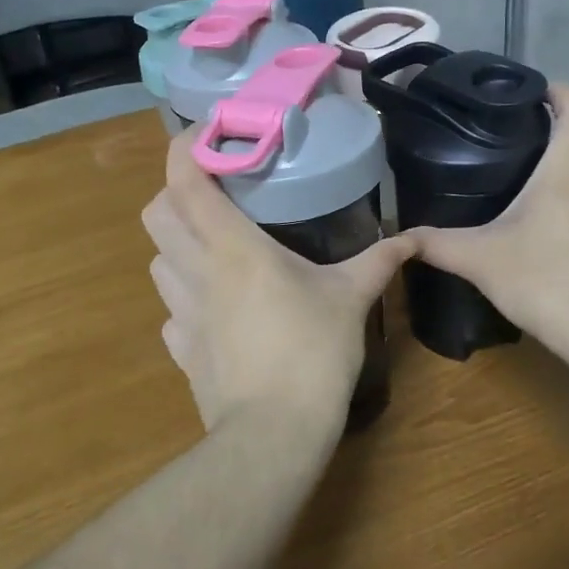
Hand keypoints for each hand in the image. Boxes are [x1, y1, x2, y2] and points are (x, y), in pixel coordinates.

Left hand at [143, 129, 411, 437]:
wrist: (273, 435)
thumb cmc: (313, 354)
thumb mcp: (351, 300)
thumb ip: (379, 262)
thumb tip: (413, 238)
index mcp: (233, 248)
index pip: (185, 181)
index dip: (186, 148)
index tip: (209, 133)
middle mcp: (196, 271)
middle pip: (156, 213)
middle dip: (174, 193)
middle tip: (213, 194)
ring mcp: (182, 313)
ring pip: (157, 261)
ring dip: (177, 245)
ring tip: (213, 247)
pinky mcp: (181, 348)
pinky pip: (171, 310)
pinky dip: (185, 297)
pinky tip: (216, 307)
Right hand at [407, 85, 568, 357]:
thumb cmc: (545, 282)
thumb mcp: (480, 261)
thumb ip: (437, 245)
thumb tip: (398, 236)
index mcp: (565, 176)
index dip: (561, 92)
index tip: (535, 91)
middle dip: (552, 136)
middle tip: (511, 143)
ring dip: (558, 180)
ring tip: (517, 193)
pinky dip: (566, 216)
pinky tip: (540, 242)